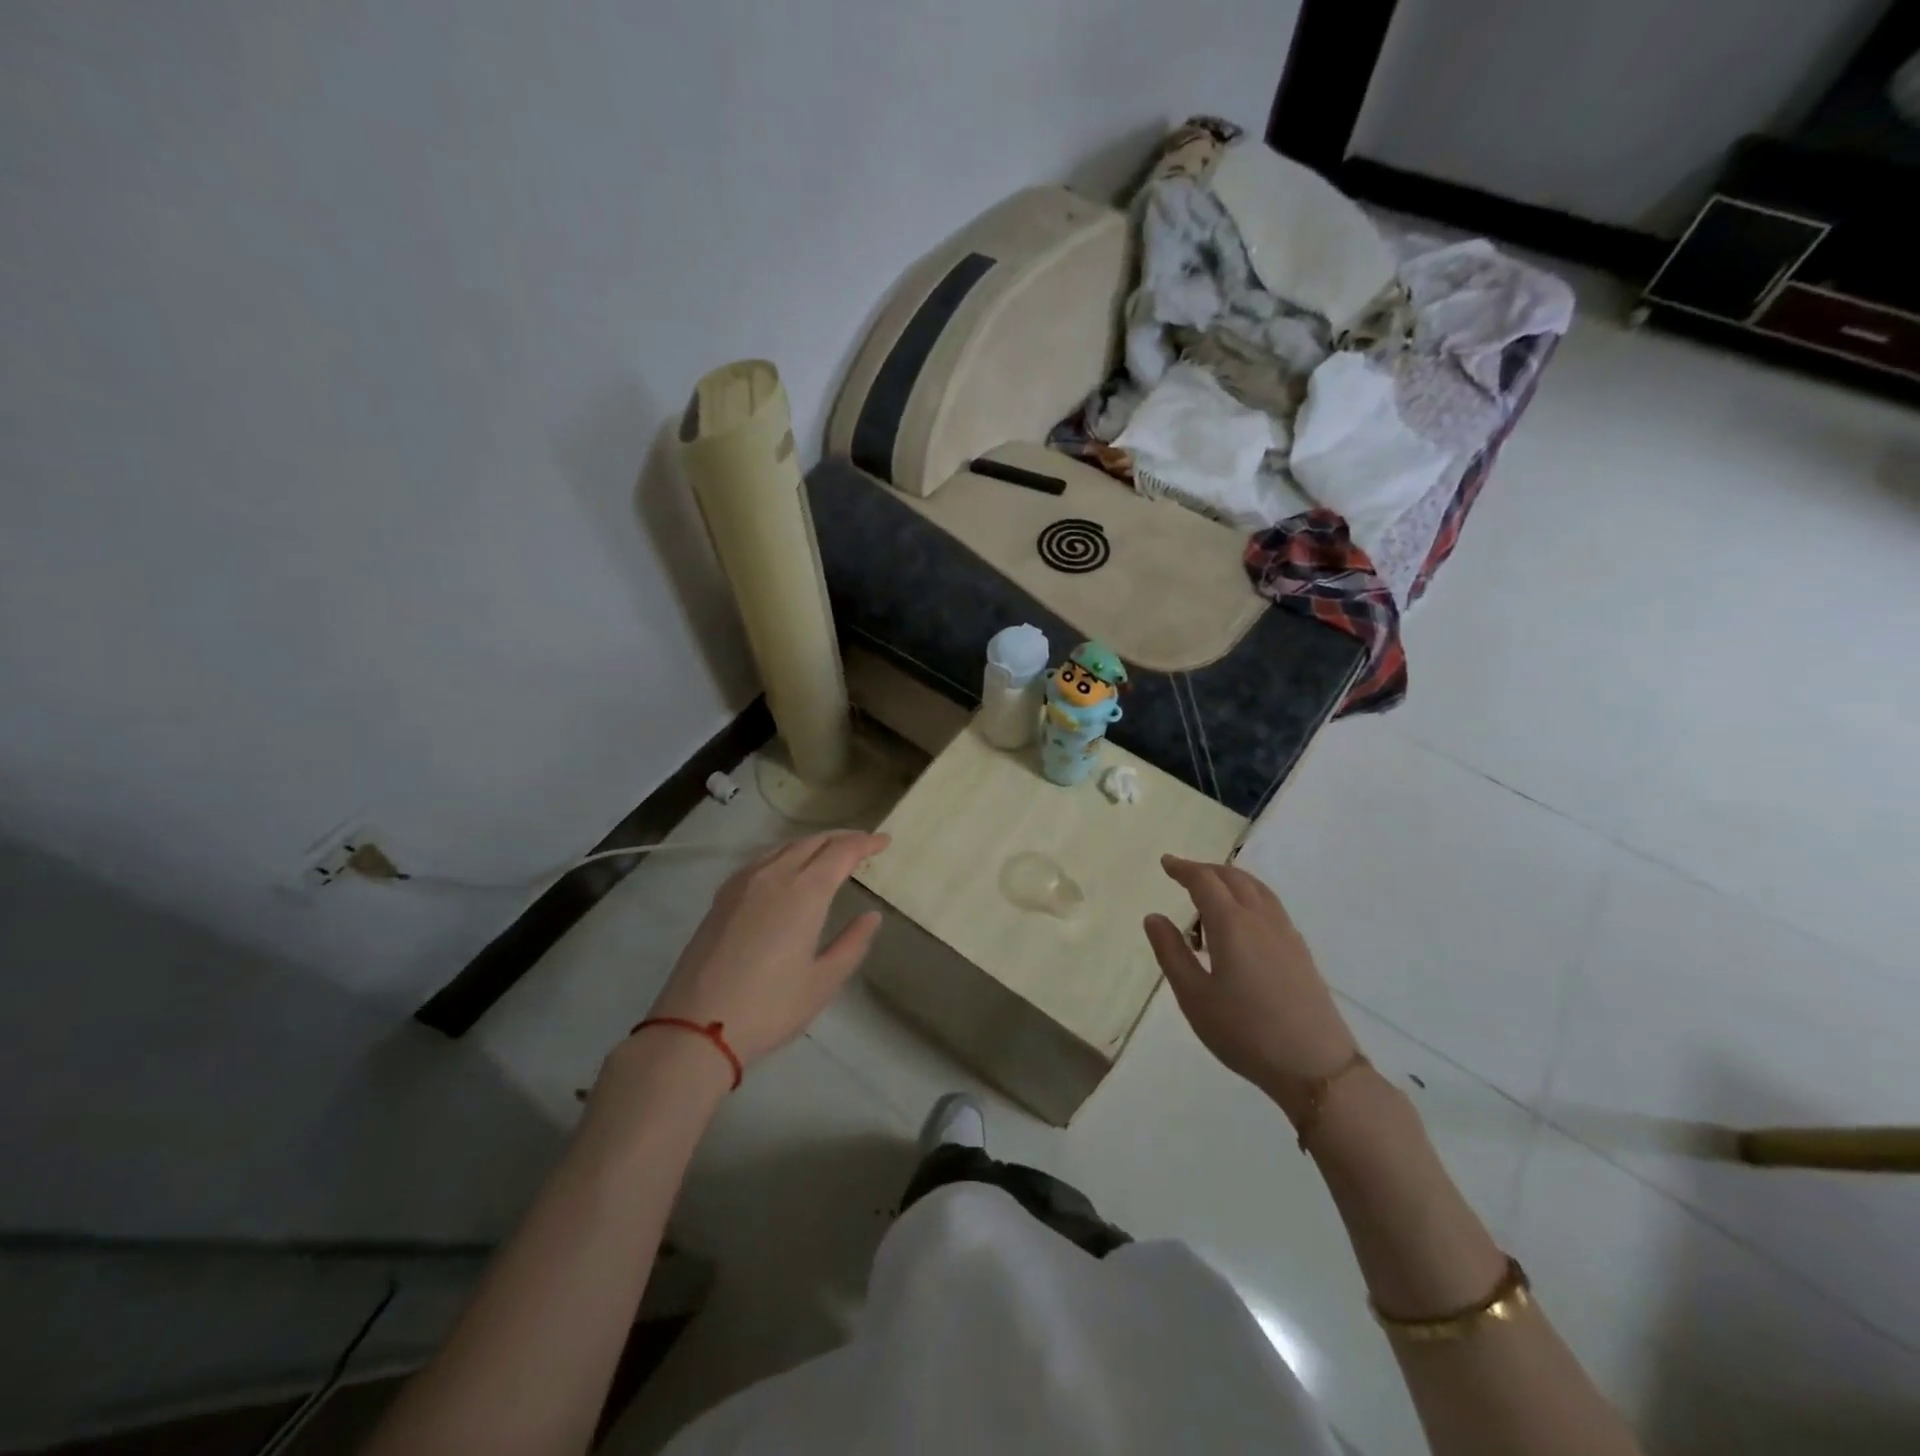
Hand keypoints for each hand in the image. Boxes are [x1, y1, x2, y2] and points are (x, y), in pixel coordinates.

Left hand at [643, 831, 889, 1068]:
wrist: (695, 1027)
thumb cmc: (770, 1007)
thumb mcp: (823, 982)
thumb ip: (852, 944)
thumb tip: (871, 916)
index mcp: (805, 892)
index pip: (841, 852)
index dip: (865, 842)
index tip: (884, 842)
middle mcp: (774, 875)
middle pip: (813, 842)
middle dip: (841, 838)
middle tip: (863, 844)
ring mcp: (743, 883)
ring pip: (784, 847)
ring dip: (812, 844)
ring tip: (829, 853)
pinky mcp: (722, 897)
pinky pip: (761, 860)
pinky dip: (785, 854)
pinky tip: (786, 869)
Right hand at [1144, 857, 1358, 1111]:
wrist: (1315, 1067)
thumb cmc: (1244, 1032)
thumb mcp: (1194, 997)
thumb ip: (1171, 953)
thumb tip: (1154, 917)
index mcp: (1232, 924)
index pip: (1204, 882)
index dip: (1183, 869)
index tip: (1166, 863)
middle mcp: (1261, 919)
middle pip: (1234, 878)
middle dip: (1206, 870)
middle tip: (1183, 874)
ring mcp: (1286, 934)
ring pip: (1257, 889)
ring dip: (1231, 881)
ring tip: (1212, 893)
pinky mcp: (1301, 952)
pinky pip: (1270, 906)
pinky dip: (1249, 898)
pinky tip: (1243, 922)